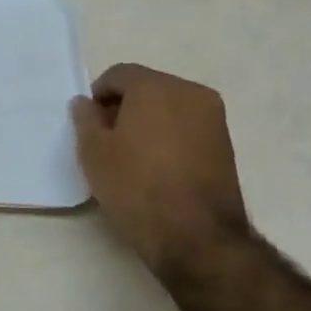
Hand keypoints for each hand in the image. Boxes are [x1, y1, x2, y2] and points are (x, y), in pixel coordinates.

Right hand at [69, 64, 247, 277]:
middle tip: (106, 142)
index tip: (89, 126)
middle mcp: (190, 92)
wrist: (195, 235)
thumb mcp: (93, 152)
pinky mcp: (225, 144)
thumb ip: (85, 119)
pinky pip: (185, 128)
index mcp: (156, 87)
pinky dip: (167, 138)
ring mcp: (213, 118)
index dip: (98, 96)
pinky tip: (155, 169)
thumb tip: (85, 103)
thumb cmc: (135, 186)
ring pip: (168, 108)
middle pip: (146, 88)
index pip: (119, 74)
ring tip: (131, 158)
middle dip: (123, 108)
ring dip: (147, 123)